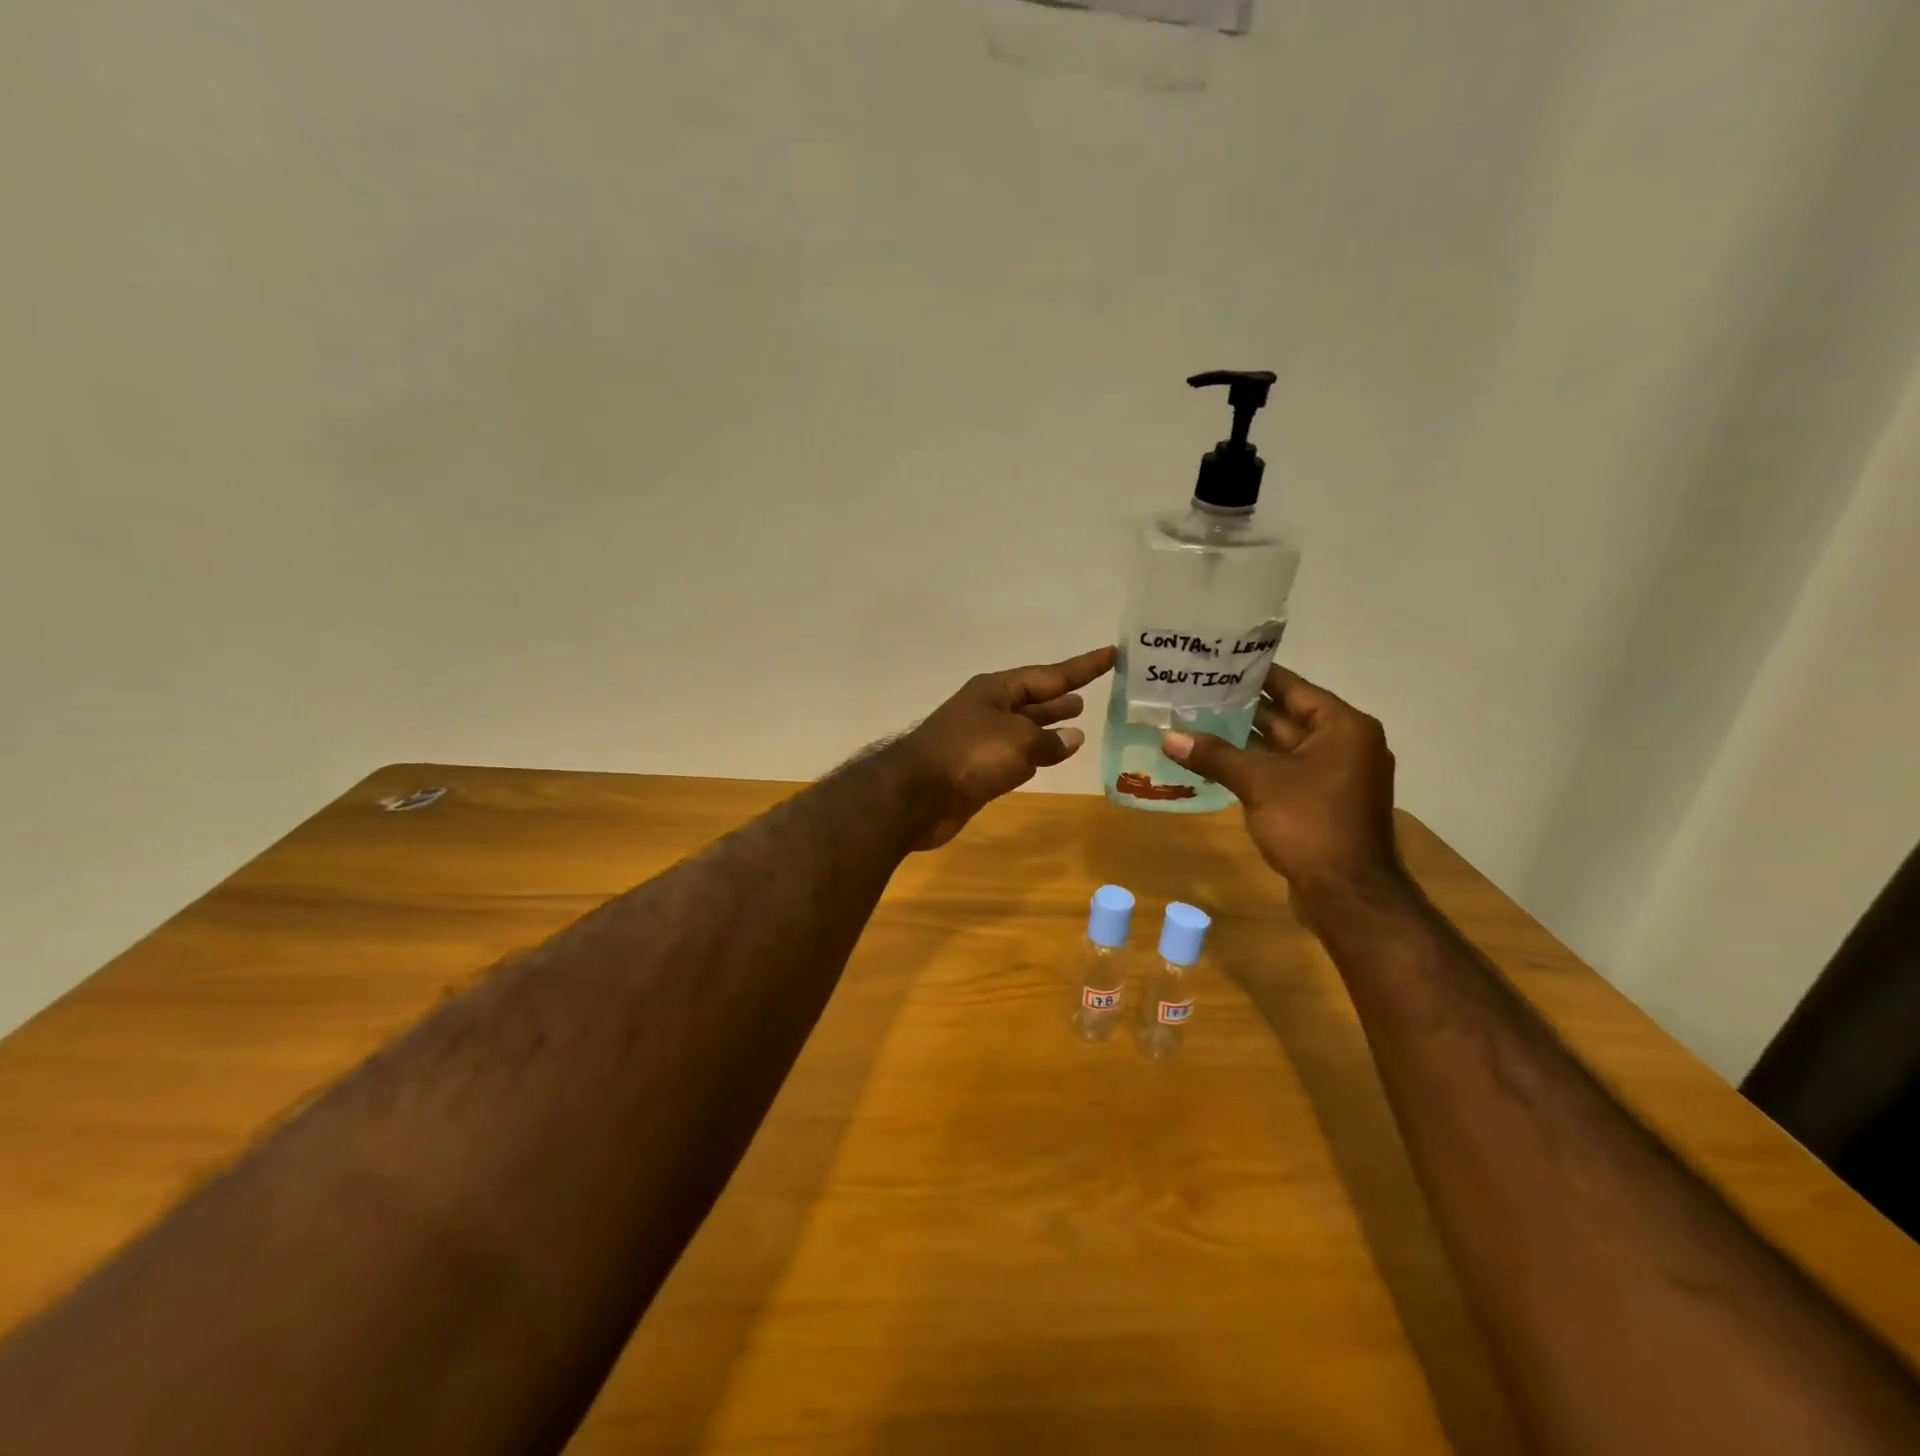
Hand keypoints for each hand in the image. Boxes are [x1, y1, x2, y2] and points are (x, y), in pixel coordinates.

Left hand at [893, 646, 1115, 850]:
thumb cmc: (970, 755)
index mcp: (996, 690)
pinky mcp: (977, 769)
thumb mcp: (1019, 742)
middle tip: (1089, 697)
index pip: (1050, 674)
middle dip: (1060, 697)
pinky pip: (1014, 755)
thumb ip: (1049, 740)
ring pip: (1024, 728)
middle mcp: (989, 709)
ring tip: (1078, 724)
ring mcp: (981, 739)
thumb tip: (1072, 738)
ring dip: (1048, 726)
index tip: (1111, 654)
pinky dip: (1034, 755)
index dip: (1083, 667)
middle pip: (1033, 699)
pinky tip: (1049, 758)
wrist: (918, 796)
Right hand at [1161, 665, 1405, 902]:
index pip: (1292, 687)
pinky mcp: (1322, 802)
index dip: (1252, 675)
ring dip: (1244, 739)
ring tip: (1196, 722)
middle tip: (1196, 692)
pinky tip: (1216, 761)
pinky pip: (1284, 772)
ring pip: (1282, 747)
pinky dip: (1254, 766)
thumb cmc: (1310, 824)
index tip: (1215, 663)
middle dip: (1241, 708)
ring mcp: (1335, 775)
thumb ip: (1214, 755)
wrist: (1347, 894)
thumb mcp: (1258, 783)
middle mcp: (1345, 744)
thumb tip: (1168, 737)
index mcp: (1342, 727)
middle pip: (1286, 715)